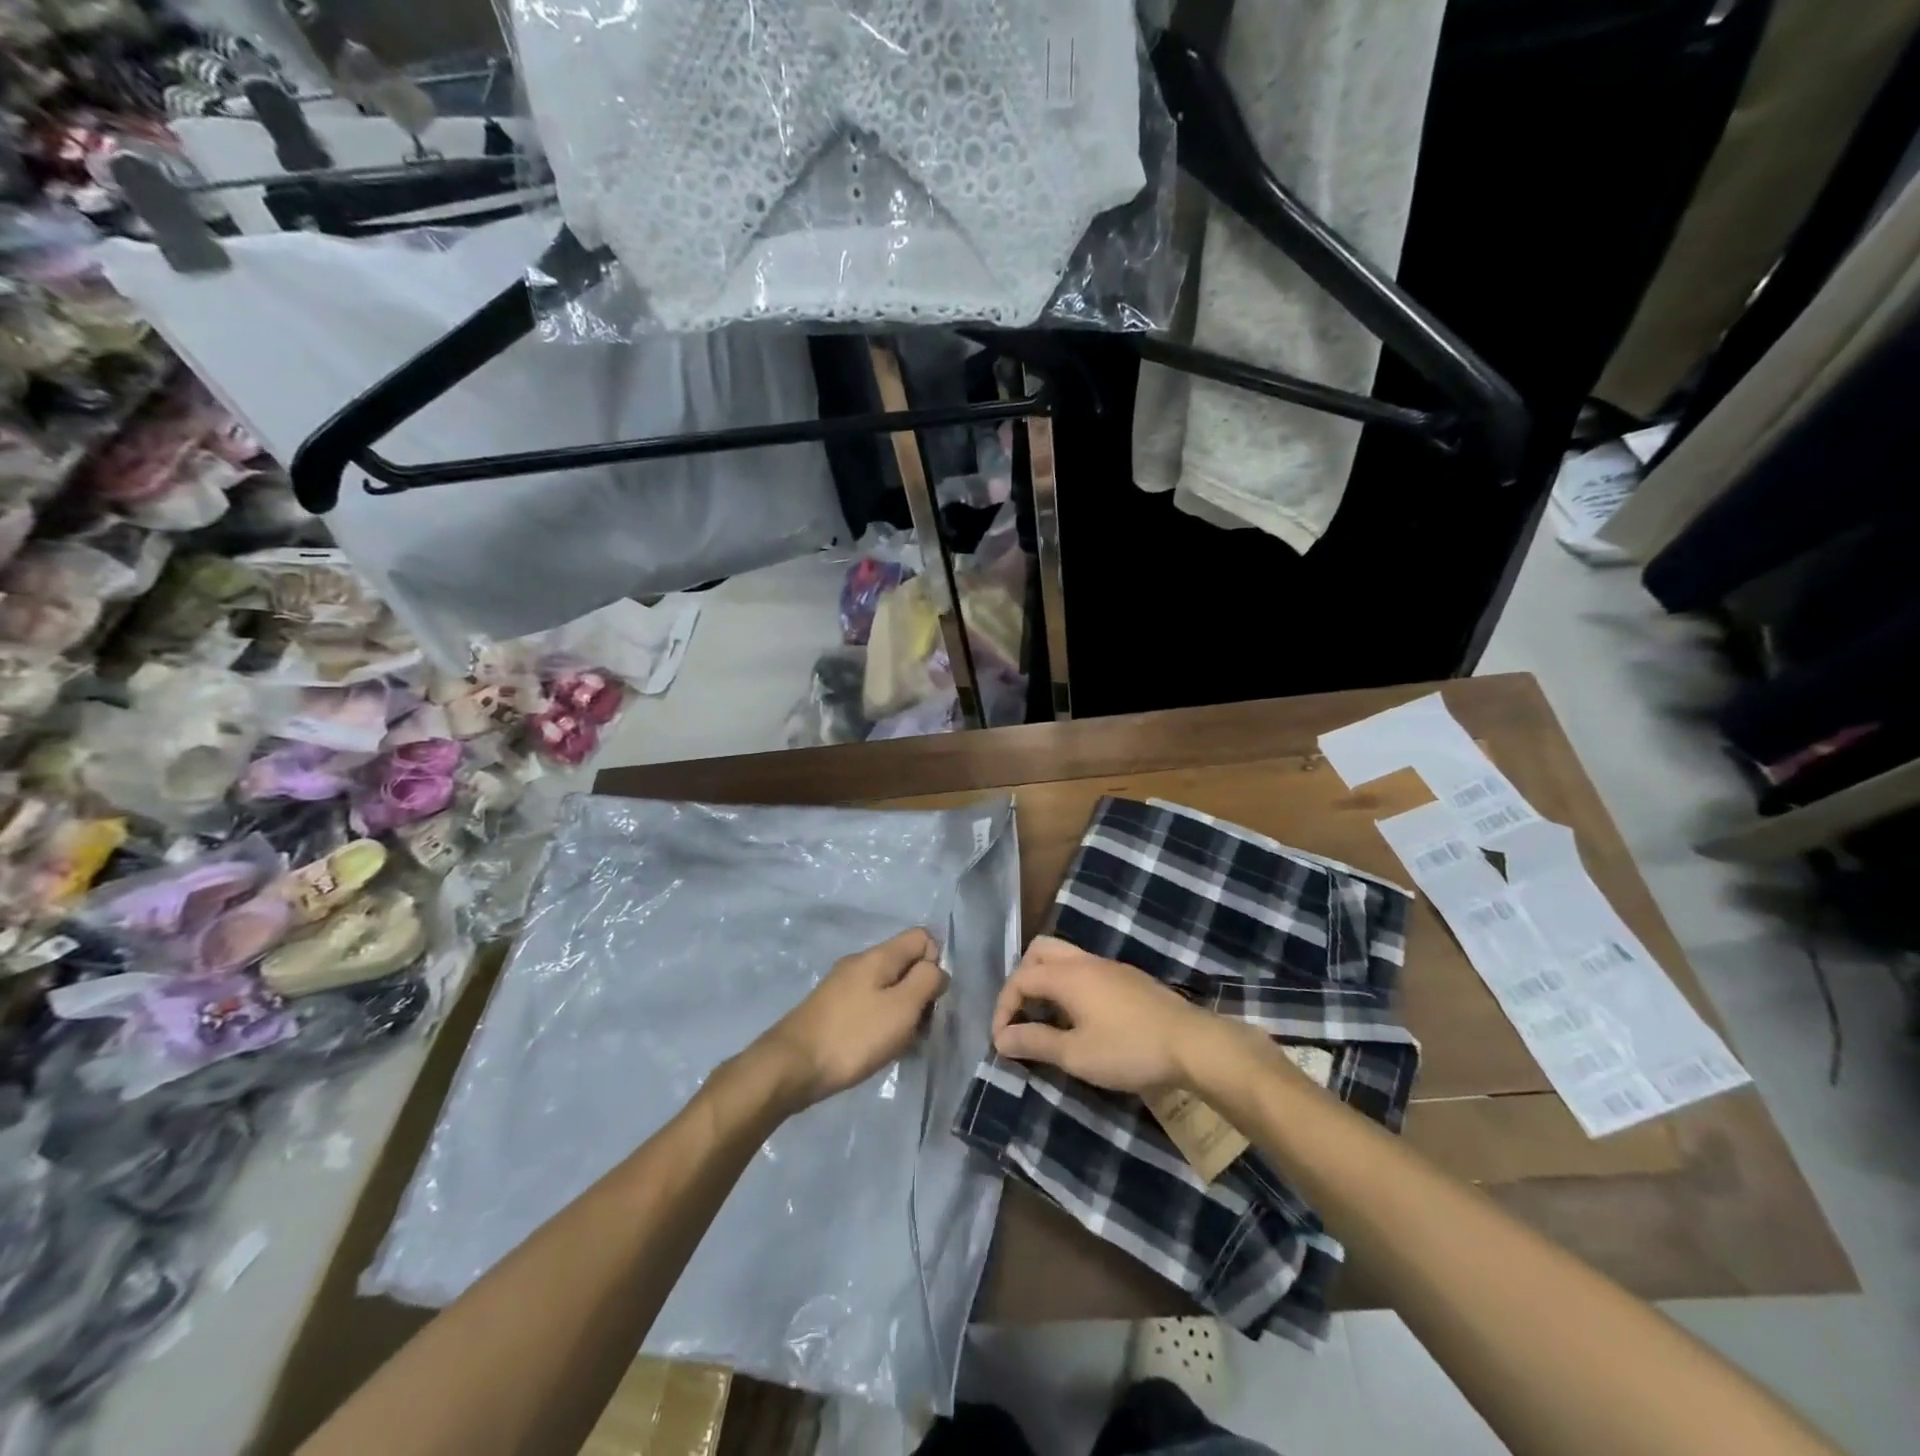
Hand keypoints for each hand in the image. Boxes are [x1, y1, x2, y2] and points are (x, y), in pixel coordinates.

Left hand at [758, 928, 947, 1109]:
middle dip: (919, 993)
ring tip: (898, 1044)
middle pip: (905, 964)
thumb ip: (926, 981)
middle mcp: (860, 962)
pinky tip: (876, 1048)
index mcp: (879, 956)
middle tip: (918, 1028)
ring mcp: (843, 985)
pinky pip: (869, 1005)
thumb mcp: (902, 1008)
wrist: (791, 1066)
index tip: (931, 998)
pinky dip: (880, 1023)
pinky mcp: (832, 1008)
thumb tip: (936, 969)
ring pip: (888, 987)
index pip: (922, 937)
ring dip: (901, 1012)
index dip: (935, 963)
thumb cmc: (854, 1036)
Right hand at [992, 936, 1225, 1093]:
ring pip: (1064, 957)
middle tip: (1021, 1015)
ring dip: (1046, 981)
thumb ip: (1035, 1042)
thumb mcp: (1076, 1054)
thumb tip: (1000, 1039)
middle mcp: (1085, 961)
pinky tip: (1079, 1017)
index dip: (1003, 1007)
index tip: (1002, 1041)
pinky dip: (1068, 984)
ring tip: (1046, 1018)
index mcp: (1067, 975)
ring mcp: (1109, 966)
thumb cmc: (1129, 1050)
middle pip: (1039, 952)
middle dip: (1022, 980)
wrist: (1191, 1044)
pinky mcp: (1127, 978)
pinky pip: (1084, 968)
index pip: (1020, 978)